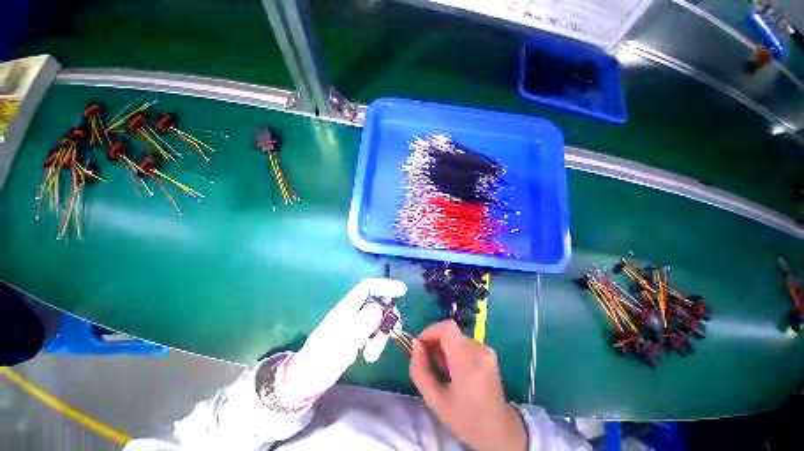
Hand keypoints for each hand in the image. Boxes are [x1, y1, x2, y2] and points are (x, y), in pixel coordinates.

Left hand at [277, 278, 406, 406]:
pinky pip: (374, 331)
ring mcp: (354, 324)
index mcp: (346, 308)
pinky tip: (368, 356)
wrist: (307, 380)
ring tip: (372, 355)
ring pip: (378, 318)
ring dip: (381, 335)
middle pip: (377, 302)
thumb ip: (359, 325)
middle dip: (386, 317)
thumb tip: (377, 308)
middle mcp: (352, 312)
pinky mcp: (356, 336)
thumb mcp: (340, 344)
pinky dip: (377, 342)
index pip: (367, 287)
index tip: (403, 291)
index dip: (385, 285)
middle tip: (391, 334)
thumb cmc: (320, 361)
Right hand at [410, 320, 526, 450]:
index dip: (431, 331)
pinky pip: (464, 342)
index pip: (447, 328)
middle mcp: (479, 350)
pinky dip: (453, 349)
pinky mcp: (489, 351)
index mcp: (468, 362)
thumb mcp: (435, 400)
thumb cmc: (465, 418)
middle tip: (427, 360)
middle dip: (434, 341)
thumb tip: (416, 344)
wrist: (498, 430)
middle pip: (450, 332)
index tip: (420, 344)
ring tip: (441, 367)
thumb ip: (420, 370)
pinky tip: (453, 368)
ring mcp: (486, 349)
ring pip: (456, 337)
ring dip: (443, 346)